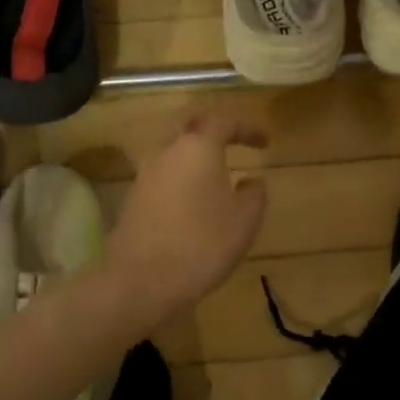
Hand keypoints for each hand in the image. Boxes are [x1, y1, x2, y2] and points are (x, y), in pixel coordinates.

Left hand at [105, 108, 267, 318]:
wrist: (141, 280)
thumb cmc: (202, 244)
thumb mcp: (244, 221)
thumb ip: (254, 194)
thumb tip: (252, 181)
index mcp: (198, 147)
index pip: (224, 119)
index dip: (247, 126)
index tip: (264, 142)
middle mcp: (167, 150)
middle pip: (188, 119)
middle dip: (211, 122)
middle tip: (231, 135)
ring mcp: (146, 173)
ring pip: (170, 144)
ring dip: (192, 147)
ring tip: (215, 167)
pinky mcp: (134, 196)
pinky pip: (162, 170)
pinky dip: (180, 170)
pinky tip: (193, 193)